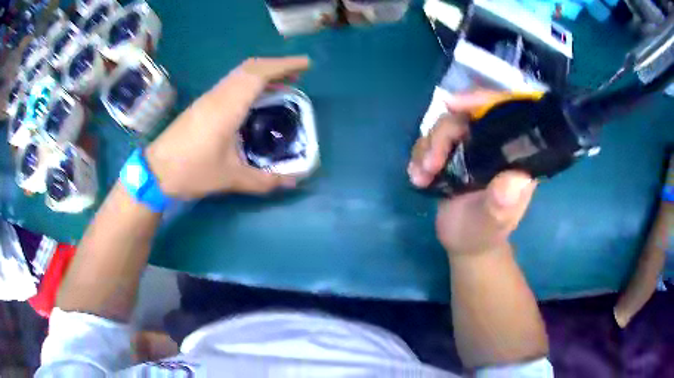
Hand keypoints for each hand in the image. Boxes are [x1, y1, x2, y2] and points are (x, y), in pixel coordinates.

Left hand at [145, 57, 309, 198]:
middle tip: (298, 74)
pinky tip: (255, 97)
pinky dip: (249, 82)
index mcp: (228, 106)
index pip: (259, 74)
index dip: (284, 65)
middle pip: (250, 68)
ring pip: (239, 74)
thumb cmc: (191, 171)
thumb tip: (293, 182)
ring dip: (262, 73)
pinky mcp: (202, 105)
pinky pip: (231, 83)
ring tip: (282, 83)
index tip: (306, 64)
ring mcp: (208, 98)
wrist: (155, 172)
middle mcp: (219, 95)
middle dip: (277, 66)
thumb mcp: (230, 178)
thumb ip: (264, 180)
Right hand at [407, 91, 536, 255]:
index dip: (481, 100)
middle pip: (466, 116)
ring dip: (427, 147)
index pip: (503, 113)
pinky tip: (417, 178)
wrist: (466, 245)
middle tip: (429, 165)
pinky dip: (420, 155)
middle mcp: (494, 145)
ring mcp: (472, 148)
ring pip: (445, 126)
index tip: (453, 105)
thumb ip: (502, 204)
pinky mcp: (453, 155)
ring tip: (420, 178)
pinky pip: (432, 141)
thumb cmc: (484, 235)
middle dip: (442, 135)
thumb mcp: (493, 223)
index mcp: (514, 155)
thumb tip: (517, 179)